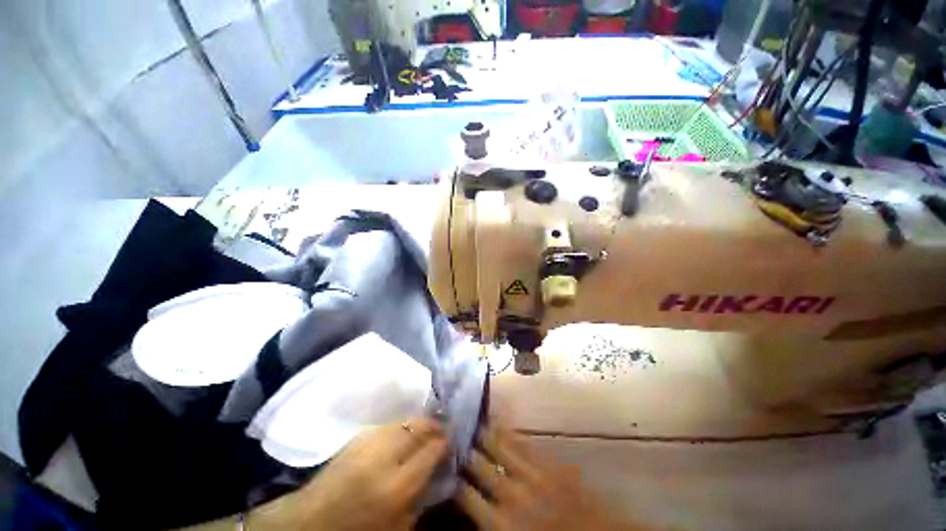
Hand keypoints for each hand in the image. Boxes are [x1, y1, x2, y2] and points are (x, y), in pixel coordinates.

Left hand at [250, 417, 447, 530]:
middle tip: (443, 428)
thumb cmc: (357, 530)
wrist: (310, 520)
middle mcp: (385, 457)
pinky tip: (405, 432)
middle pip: (419, 428)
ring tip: (427, 426)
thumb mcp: (396, 527)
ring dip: (420, 422)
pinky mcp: (359, 435)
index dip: (444, 443)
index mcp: (396, 487)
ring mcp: (370, 441)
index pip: (431, 451)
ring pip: (405, 420)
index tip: (451, 441)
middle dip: (435, 425)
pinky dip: (403, 425)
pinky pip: (391, 424)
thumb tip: (437, 469)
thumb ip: (421, 497)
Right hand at [455, 424, 633, 530]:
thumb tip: (472, 503)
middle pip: (479, 464)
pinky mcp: (550, 463)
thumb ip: (490, 523)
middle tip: (451, 432)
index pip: (465, 494)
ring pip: (500, 447)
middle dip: (464, 448)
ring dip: (483, 434)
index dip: (452, 477)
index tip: (443, 461)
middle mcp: (511, 494)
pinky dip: (509, 432)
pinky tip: (499, 422)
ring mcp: (532, 474)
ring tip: (469, 419)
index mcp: (501, 523)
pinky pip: (524, 443)